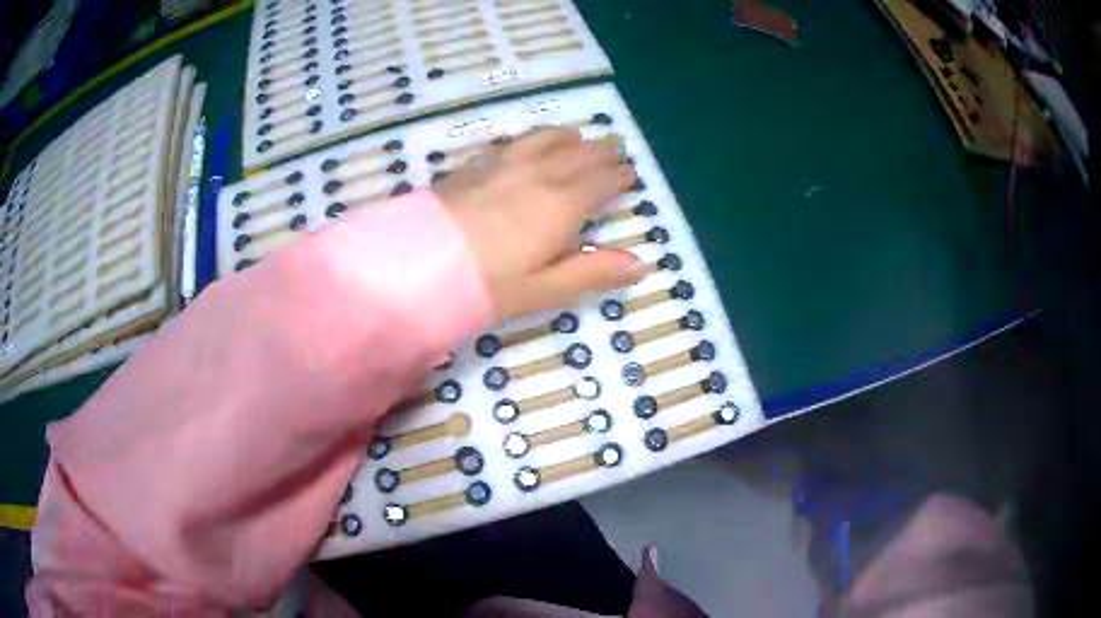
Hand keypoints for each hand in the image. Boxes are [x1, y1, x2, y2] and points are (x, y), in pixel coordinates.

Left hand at [435, 128, 643, 320]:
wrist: (417, 264)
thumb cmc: (486, 285)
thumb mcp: (544, 289)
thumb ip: (591, 273)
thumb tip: (637, 265)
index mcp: (561, 205)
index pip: (600, 182)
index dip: (618, 176)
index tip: (630, 172)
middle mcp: (537, 176)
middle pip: (577, 156)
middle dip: (600, 151)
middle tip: (614, 145)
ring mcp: (502, 166)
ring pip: (543, 141)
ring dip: (566, 138)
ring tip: (576, 136)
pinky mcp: (473, 168)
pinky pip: (510, 144)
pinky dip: (528, 140)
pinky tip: (524, 144)